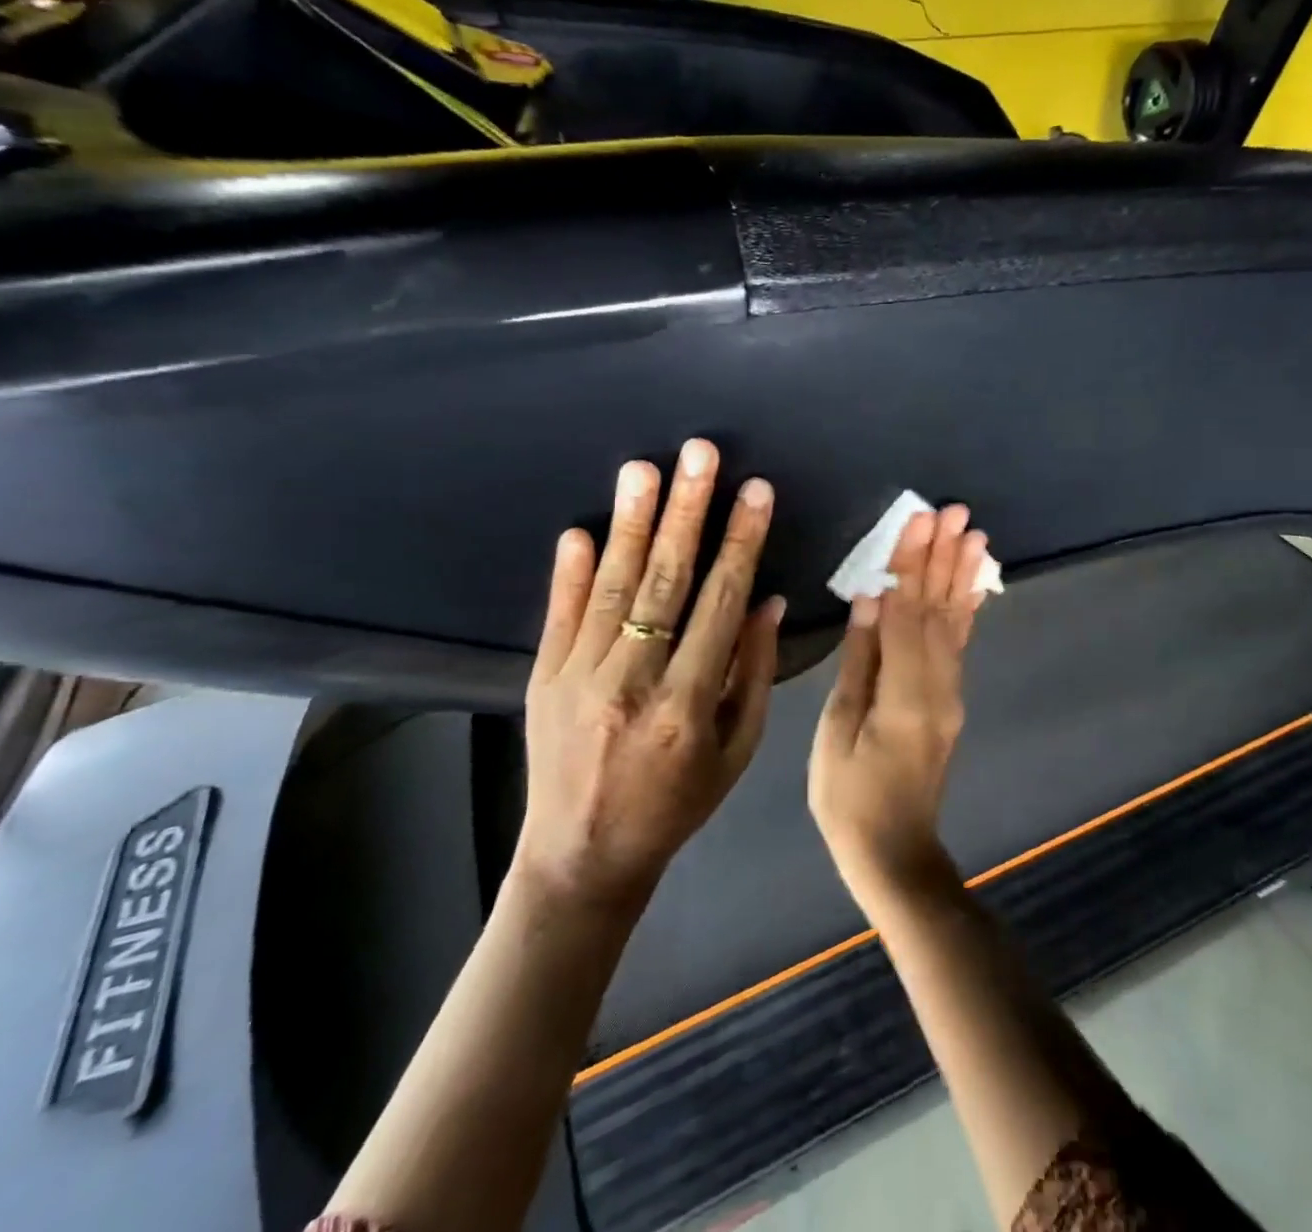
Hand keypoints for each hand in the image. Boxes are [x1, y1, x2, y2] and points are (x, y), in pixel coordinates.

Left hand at [518, 439, 783, 909]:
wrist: (583, 858)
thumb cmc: (676, 805)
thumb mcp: (736, 752)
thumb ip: (753, 674)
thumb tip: (768, 601)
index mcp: (689, 705)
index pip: (720, 604)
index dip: (741, 543)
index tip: (756, 492)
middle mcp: (632, 683)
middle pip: (665, 581)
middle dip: (687, 511)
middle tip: (700, 454)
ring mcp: (578, 678)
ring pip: (611, 587)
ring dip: (630, 523)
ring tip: (643, 468)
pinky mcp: (542, 679)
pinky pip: (559, 615)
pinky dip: (569, 571)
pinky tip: (581, 529)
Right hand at [809, 505, 991, 901]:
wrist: (896, 853)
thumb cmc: (850, 798)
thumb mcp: (838, 732)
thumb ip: (859, 663)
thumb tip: (870, 601)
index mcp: (905, 695)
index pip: (908, 615)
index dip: (912, 566)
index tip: (917, 521)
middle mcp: (939, 688)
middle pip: (937, 611)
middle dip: (942, 558)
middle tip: (952, 511)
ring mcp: (950, 695)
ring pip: (955, 623)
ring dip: (960, 575)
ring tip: (971, 533)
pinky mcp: (950, 701)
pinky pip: (959, 645)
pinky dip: (966, 608)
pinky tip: (972, 582)